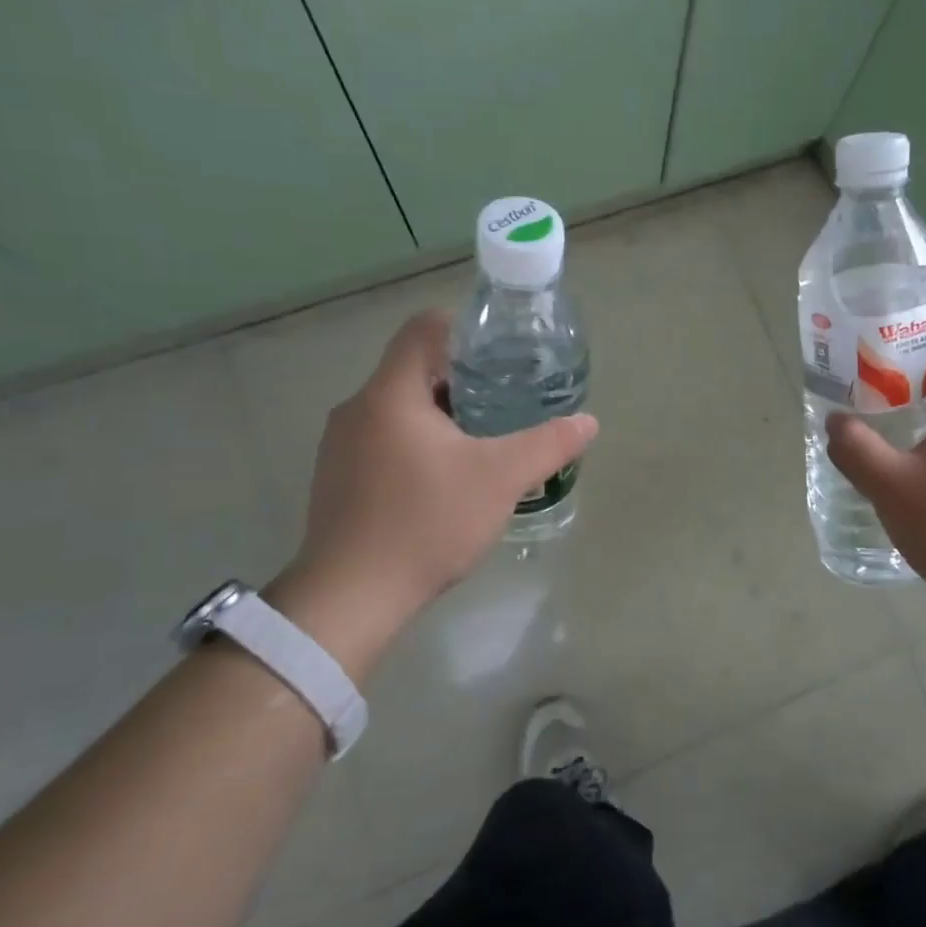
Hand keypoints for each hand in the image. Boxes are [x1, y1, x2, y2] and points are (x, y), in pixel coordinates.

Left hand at [266, 309, 597, 677]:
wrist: (350, 598)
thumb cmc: (426, 523)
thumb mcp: (501, 479)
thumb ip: (548, 444)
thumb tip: (587, 422)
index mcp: (390, 394)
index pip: (424, 328)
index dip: (466, 329)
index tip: (503, 354)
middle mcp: (357, 409)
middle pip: (414, 369)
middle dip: (464, 379)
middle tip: (508, 400)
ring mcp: (340, 446)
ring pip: (400, 408)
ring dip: (443, 415)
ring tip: (486, 440)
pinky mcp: (338, 479)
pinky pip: (385, 440)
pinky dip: (420, 444)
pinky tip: (448, 479)